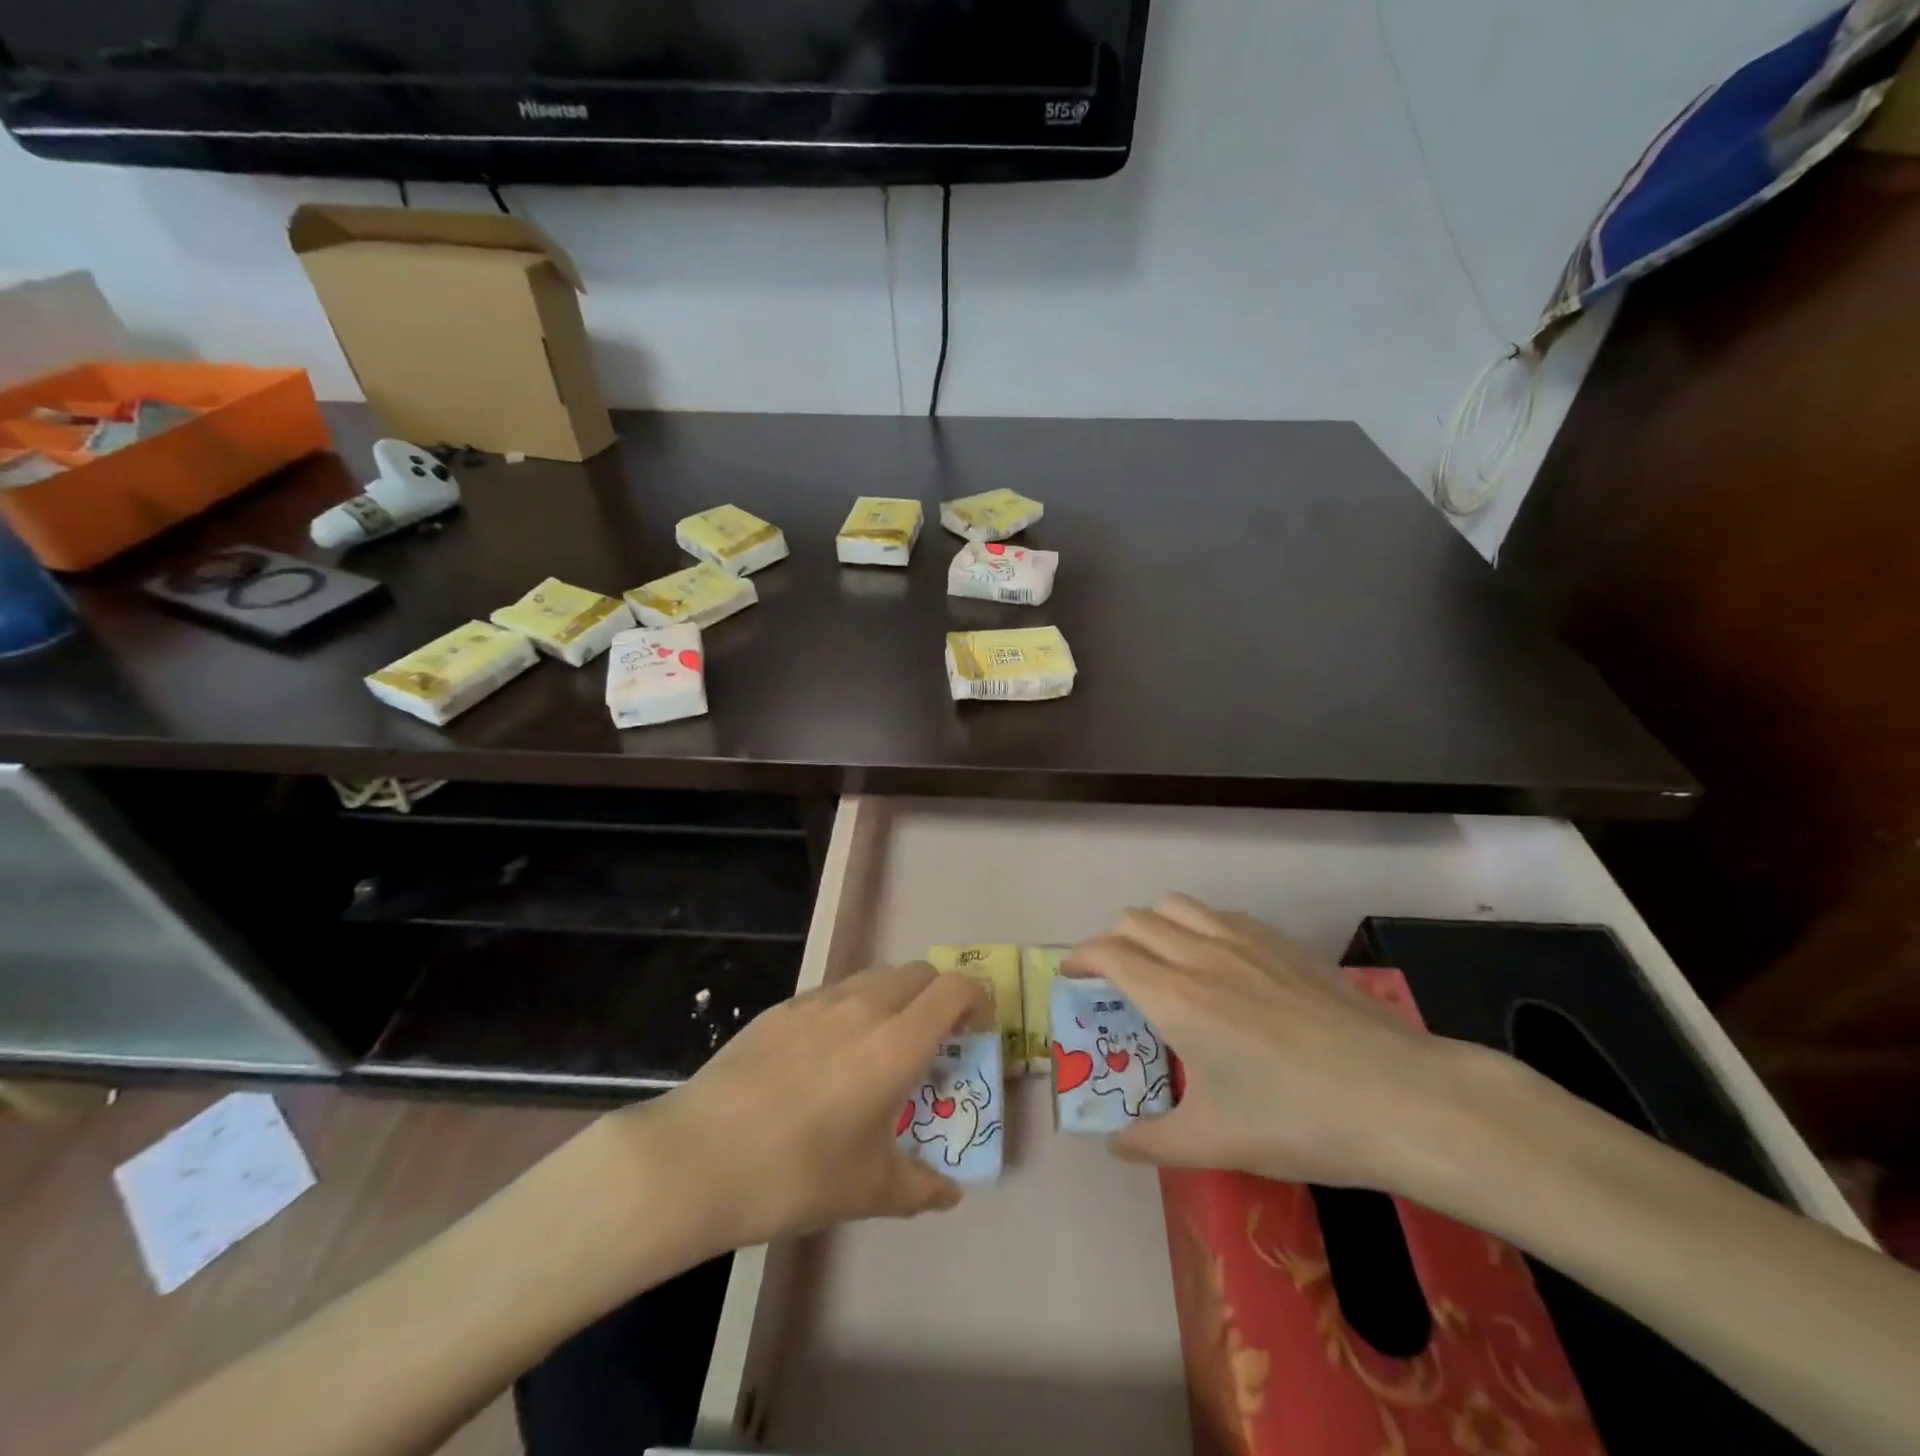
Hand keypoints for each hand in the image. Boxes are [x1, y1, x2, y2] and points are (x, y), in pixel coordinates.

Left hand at [620, 963, 989, 1251]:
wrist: (699, 1156)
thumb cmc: (796, 1174)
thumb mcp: (868, 1190)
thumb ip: (920, 1187)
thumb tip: (949, 1193)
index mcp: (897, 1043)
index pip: (955, 989)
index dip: (977, 1000)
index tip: (976, 1032)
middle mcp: (864, 1006)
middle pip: (919, 973)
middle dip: (938, 998)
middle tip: (933, 1043)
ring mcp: (819, 1001)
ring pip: (876, 977)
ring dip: (896, 999)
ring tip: (881, 1048)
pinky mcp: (783, 1008)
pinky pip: (835, 993)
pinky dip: (853, 1008)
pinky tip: (828, 1056)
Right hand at [1067, 894, 1486, 1191]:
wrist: (1401, 1097)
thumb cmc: (1298, 1120)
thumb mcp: (1216, 1142)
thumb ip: (1153, 1140)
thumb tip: (1114, 1143)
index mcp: (1175, 997)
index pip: (1108, 953)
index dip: (1079, 958)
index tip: (1069, 976)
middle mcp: (1201, 954)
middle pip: (1134, 921)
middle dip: (1109, 941)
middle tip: (1110, 977)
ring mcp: (1245, 941)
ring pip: (1176, 906)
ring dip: (1151, 924)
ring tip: (1157, 960)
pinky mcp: (1281, 942)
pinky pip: (1218, 914)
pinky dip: (1195, 925)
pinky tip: (1215, 961)